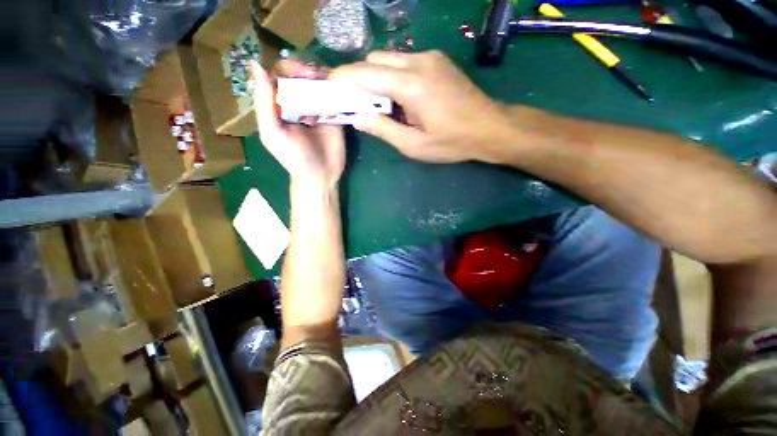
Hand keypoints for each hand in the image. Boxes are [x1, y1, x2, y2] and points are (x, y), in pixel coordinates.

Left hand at [251, 61, 345, 189]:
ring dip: (324, 79)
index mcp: (279, 104)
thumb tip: (256, 64)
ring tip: (329, 85)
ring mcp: (317, 109)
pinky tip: (338, 95)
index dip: (289, 68)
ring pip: (319, 83)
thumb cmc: (294, 158)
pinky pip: (335, 98)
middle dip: (308, 71)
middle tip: (317, 77)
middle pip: (301, 75)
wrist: (321, 176)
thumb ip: (264, 104)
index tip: (302, 73)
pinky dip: (337, 92)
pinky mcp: (334, 117)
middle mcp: (298, 103)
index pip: (280, 75)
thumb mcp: (273, 133)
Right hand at [330, 50, 512, 163]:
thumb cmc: (451, 142)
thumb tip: (357, 117)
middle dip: (361, 79)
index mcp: (410, 85)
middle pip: (374, 60)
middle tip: (361, 103)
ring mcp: (430, 57)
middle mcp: (418, 61)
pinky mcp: (438, 59)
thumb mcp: (414, 145)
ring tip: (385, 104)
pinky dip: (394, 75)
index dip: (342, 78)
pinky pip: (405, 61)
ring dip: (378, 77)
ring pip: (389, 58)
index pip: (364, 73)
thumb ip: (383, 129)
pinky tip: (403, 96)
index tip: (330, 88)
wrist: (489, 127)